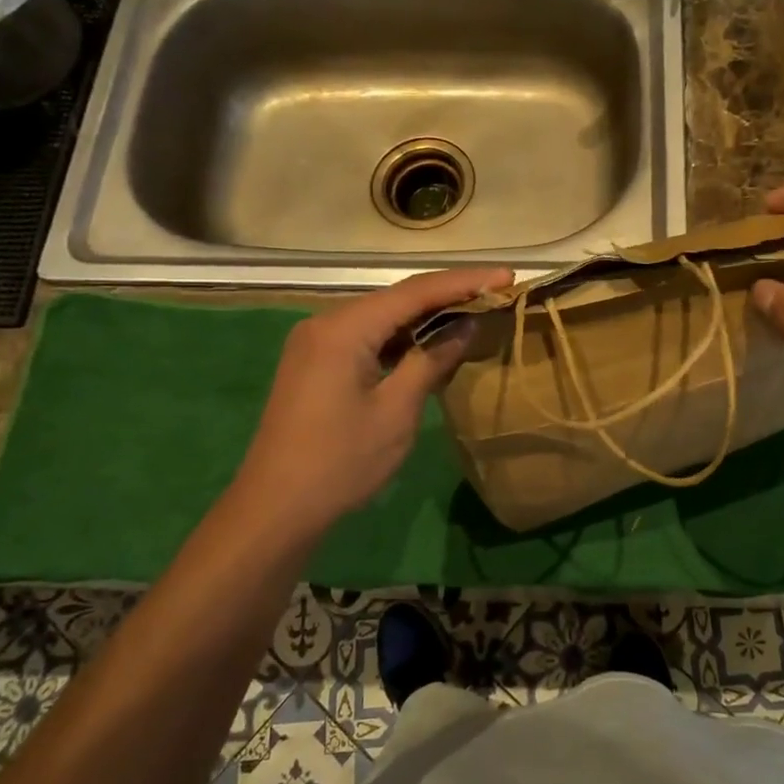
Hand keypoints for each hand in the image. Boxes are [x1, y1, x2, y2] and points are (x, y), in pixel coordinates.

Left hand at [226, 267, 511, 542]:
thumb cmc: (341, 461)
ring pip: (382, 316)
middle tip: (497, 292)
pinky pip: (368, 336)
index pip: (415, 291)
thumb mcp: (397, 410)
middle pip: (397, 297)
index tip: (507, 275)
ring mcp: (317, 341)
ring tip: (474, 312)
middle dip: (448, 294)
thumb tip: (466, 325)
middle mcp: (326, 322)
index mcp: (344, 328)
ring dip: (426, 316)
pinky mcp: (316, 362)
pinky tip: (431, 342)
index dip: (465, 282)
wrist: (276, 508)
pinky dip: (402, 337)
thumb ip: (432, 360)